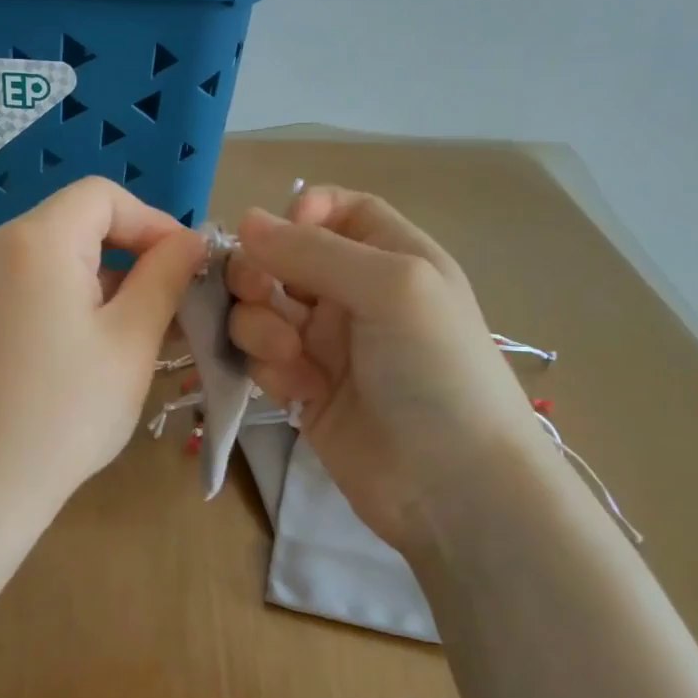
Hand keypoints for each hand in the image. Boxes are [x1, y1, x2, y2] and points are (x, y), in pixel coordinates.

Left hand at [0, 178, 205, 515]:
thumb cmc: (66, 410)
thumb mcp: (131, 339)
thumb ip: (165, 277)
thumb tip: (191, 241)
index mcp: (34, 239)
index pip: (103, 196)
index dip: (154, 222)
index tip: (188, 266)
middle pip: (78, 223)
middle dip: (134, 255)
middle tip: (174, 304)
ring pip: (57, 257)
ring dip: (107, 282)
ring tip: (146, 331)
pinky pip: (33, 285)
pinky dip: (73, 300)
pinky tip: (99, 346)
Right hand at [225, 186, 540, 554]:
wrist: (451, 485)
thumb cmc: (437, 371)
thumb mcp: (392, 287)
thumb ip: (315, 250)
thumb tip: (246, 220)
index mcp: (390, 258)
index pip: (336, 212)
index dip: (301, 215)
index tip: (276, 235)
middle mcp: (354, 295)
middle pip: (283, 259)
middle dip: (259, 271)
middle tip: (256, 293)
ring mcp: (326, 345)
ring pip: (262, 309)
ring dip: (260, 324)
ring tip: (289, 355)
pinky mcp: (302, 390)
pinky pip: (262, 359)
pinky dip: (269, 367)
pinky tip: (297, 392)